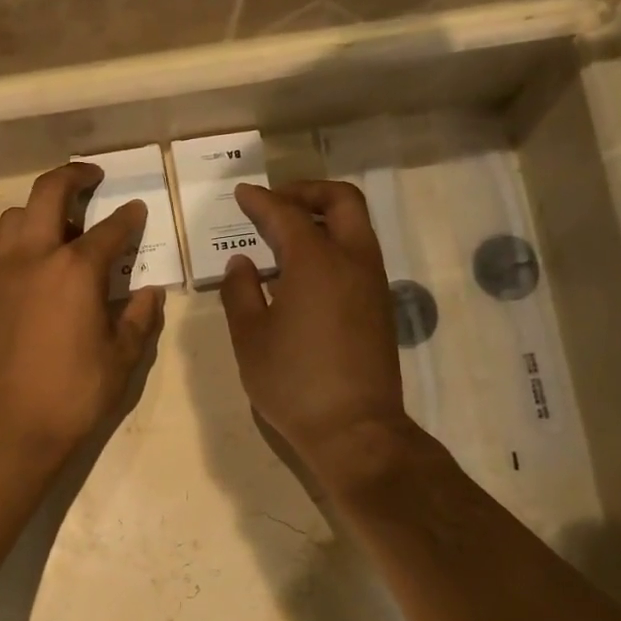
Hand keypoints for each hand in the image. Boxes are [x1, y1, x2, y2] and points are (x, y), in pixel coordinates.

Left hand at [0, 164, 165, 466]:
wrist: (11, 426)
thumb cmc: (74, 393)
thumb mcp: (121, 358)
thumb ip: (138, 317)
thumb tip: (149, 292)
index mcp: (75, 271)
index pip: (108, 229)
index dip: (128, 217)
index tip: (138, 209)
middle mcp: (36, 259)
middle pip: (47, 194)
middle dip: (72, 177)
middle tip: (93, 178)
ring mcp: (7, 275)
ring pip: (16, 216)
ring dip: (40, 207)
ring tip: (66, 224)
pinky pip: (7, 248)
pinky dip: (27, 239)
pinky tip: (48, 265)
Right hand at [219, 181, 415, 490]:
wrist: (354, 429)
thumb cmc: (292, 382)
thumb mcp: (250, 337)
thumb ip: (240, 292)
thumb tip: (242, 263)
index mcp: (316, 261)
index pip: (285, 214)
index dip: (260, 201)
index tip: (241, 194)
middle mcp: (352, 261)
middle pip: (341, 200)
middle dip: (307, 192)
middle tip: (276, 203)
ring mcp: (372, 283)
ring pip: (356, 226)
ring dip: (323, 218)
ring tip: (286, 236)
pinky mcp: (380, 305)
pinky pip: (358, 254)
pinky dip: (333, 244)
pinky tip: (304, 272)